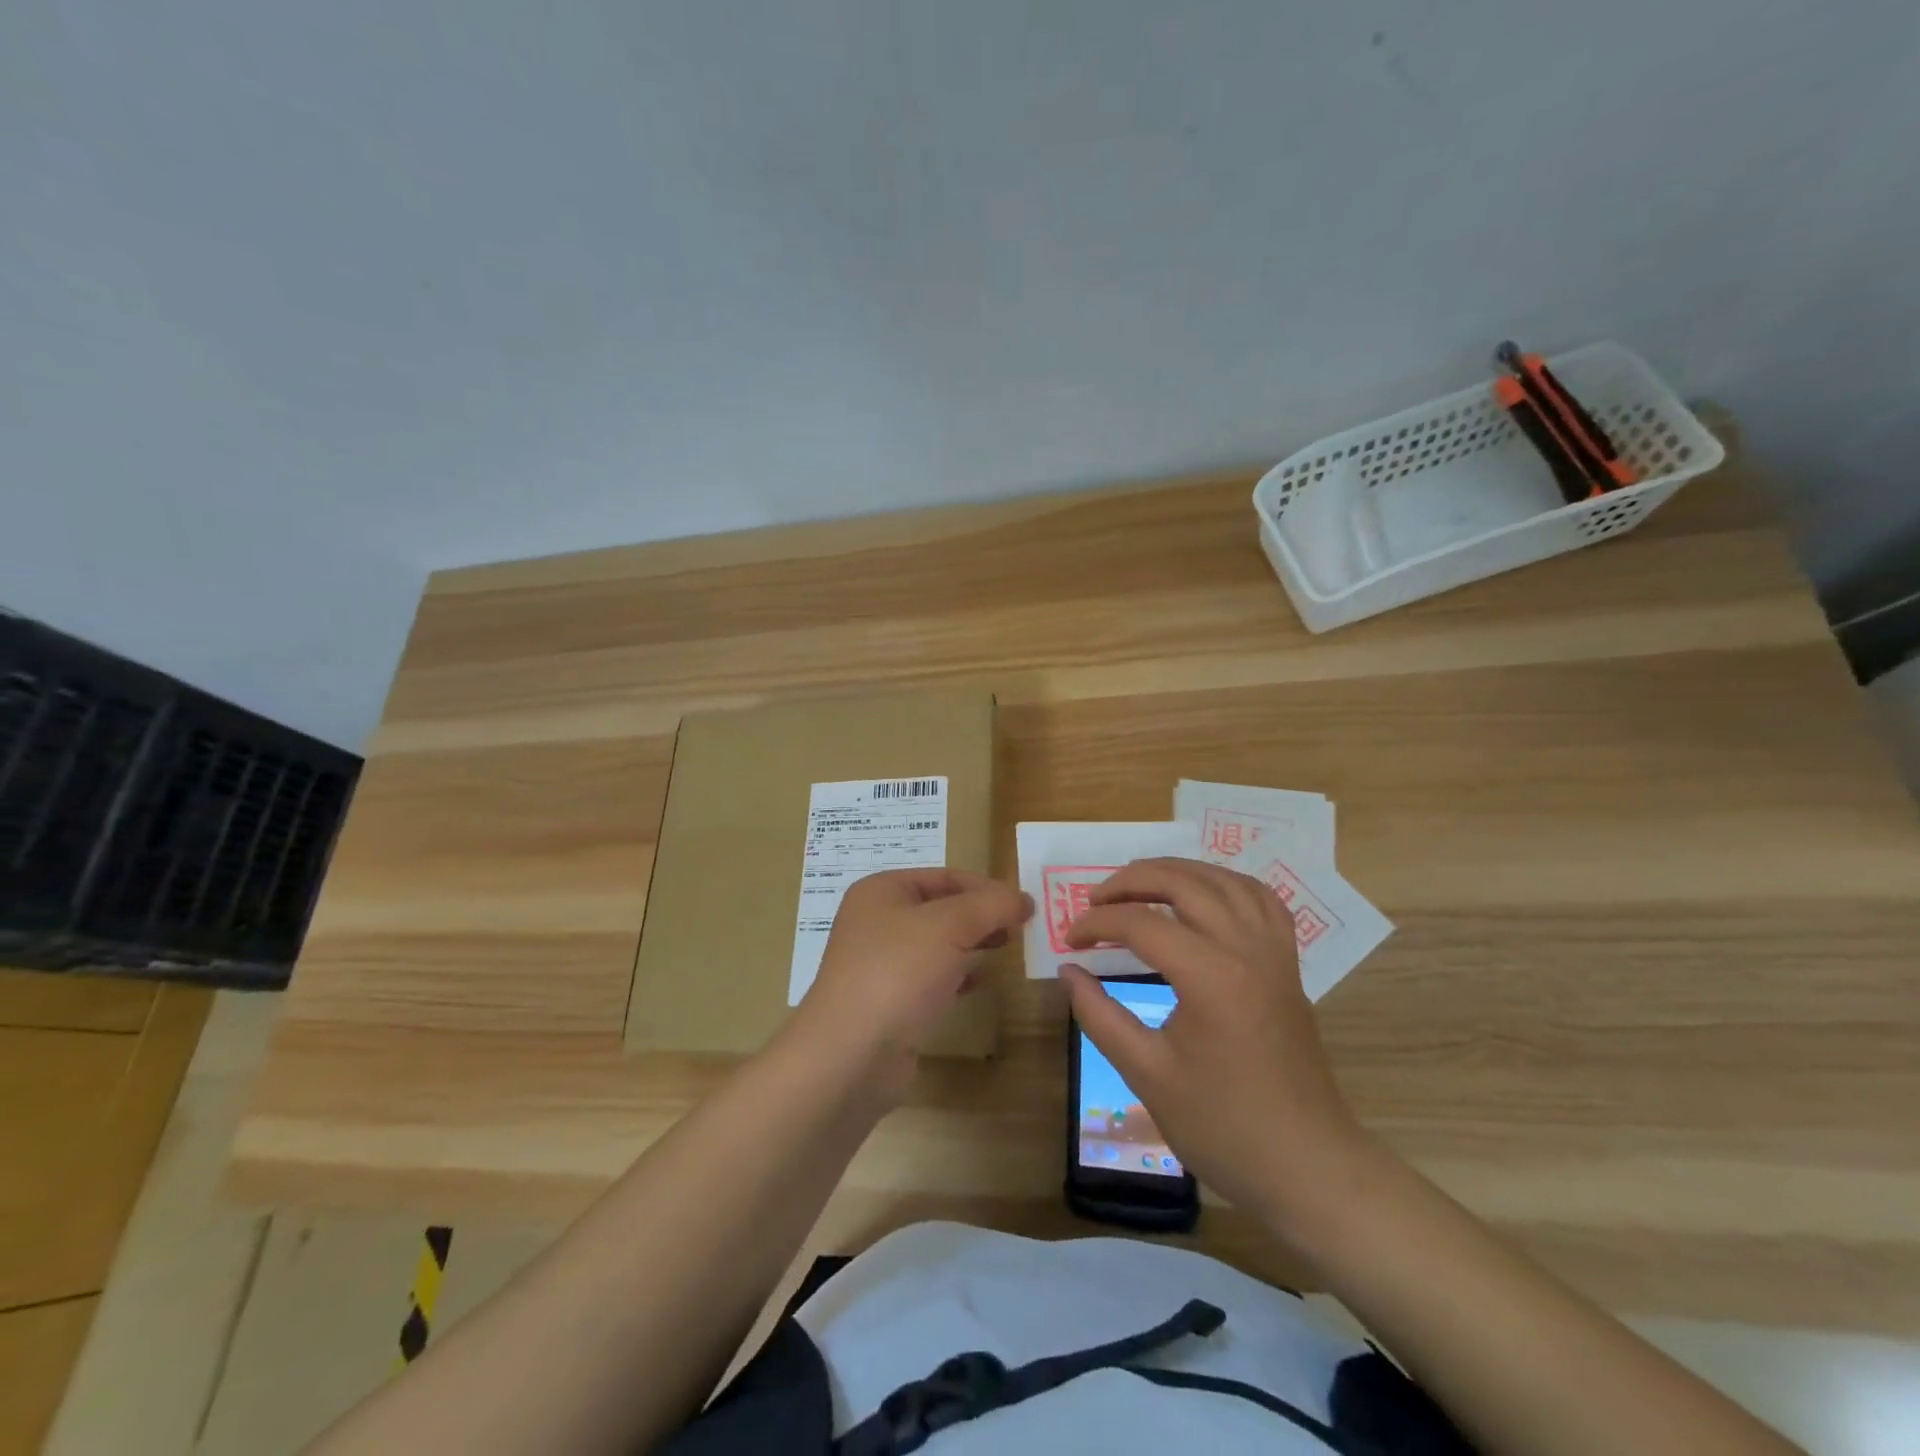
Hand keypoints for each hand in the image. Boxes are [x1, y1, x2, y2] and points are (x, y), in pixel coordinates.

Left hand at [791, 868, 1031, 1097]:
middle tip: (1021, 927)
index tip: (1024, 904)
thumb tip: (1023, 898)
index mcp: (882, 891)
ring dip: (972, 943)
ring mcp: (881, 964)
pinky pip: (930, 977)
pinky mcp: (889, 1001)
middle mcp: (877, 921)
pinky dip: (958, 975)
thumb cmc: (897, 973)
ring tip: (1007, 948)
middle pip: (941, 908)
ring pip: (937, 943)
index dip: (986, 887)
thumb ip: (990, 906)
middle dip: (981, 915)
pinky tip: (981, 982)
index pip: (945, 876)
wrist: (851, 1055)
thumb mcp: (950, 926)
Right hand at [1061, 858, 1372, 1238]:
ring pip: (1224, 880)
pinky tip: (1203, 896)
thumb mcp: (1147, 1074)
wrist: (1308, 1167)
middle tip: (1095, 899)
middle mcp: (1246, 949)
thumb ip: (1100, 1015)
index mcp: (1211, 976)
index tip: (1069, 940)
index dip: (1097, 924)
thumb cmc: (1223, 1127)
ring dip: (1177, 872)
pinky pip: (1260, 900)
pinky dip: (1225, 884)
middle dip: (1131, 880)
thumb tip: (1068, 972)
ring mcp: (1274, 953)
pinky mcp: (1288, 965)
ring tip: (1139, 885)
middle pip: (1184, 883)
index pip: (1141, 924)